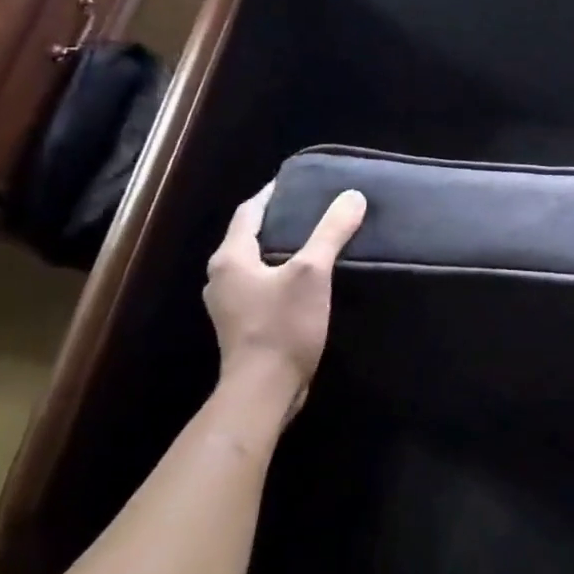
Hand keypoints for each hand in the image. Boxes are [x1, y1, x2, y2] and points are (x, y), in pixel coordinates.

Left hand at [203, 181, 366, 426]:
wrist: (263, 393)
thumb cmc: (282, 326)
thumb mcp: (312, 273)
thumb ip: (331, 232)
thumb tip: (352, 196)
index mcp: (230, 258)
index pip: (249, 211)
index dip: (272, 193)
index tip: (298, 181)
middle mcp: (221, 278)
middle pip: (250, 236)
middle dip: (278, 220)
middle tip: (313, 207)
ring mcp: (229, 305)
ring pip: (255, 263)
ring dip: (280, 248)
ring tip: (314, 239)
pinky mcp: (243, 326)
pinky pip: (261, 286)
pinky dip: (280, 274)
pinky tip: (306, 279)